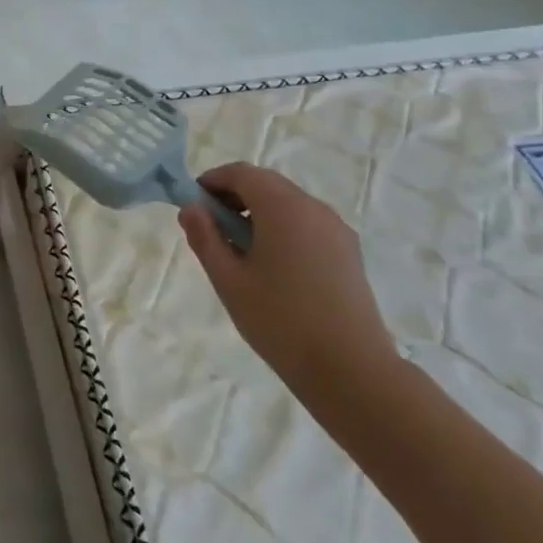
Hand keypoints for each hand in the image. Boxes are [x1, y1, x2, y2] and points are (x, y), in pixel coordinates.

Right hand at [178, 163, 398, 410]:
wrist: (351, 369)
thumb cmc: (280, 321)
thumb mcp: (229, 280)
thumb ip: (205, 238)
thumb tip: (191, 208)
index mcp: (283, 207)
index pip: (241, 173)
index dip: (212, 181)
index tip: (193, 205)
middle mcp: (313, 207)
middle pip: (266, 184)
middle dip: (234, 196)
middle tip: (211, 228)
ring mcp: (336, 229)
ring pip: (288, 203)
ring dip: (258, 212)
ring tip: (239, 251)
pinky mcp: (348, 251)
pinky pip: (307, 223)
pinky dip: (282, 228)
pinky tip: (272, 266)